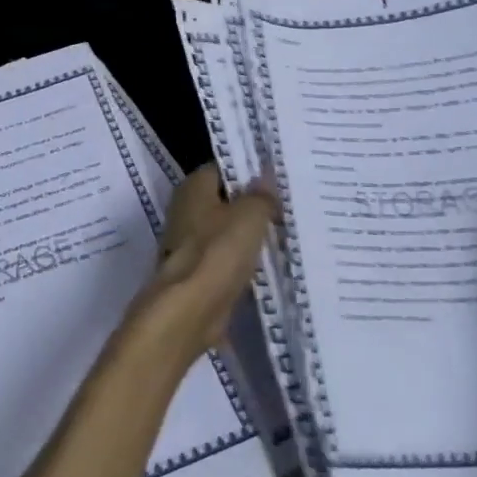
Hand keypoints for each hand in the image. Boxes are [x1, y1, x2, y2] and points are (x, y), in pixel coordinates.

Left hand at [128, 164, 275, 365]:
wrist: (189, 309)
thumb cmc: (218, 252)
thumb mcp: (250, 215)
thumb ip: (261, 195)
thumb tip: (267, 177)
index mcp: (193, 186)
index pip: (225, 167)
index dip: (251, 171)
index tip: (280, 178)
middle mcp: (186, 209)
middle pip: (226, 199)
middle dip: (254, 204)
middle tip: (290, 205)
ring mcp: (189, 242)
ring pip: (228, 230)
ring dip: (250, 235)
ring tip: (287, 233)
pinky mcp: (197, 271)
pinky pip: (227, 258)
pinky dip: (244, 261)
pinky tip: (271, 263)